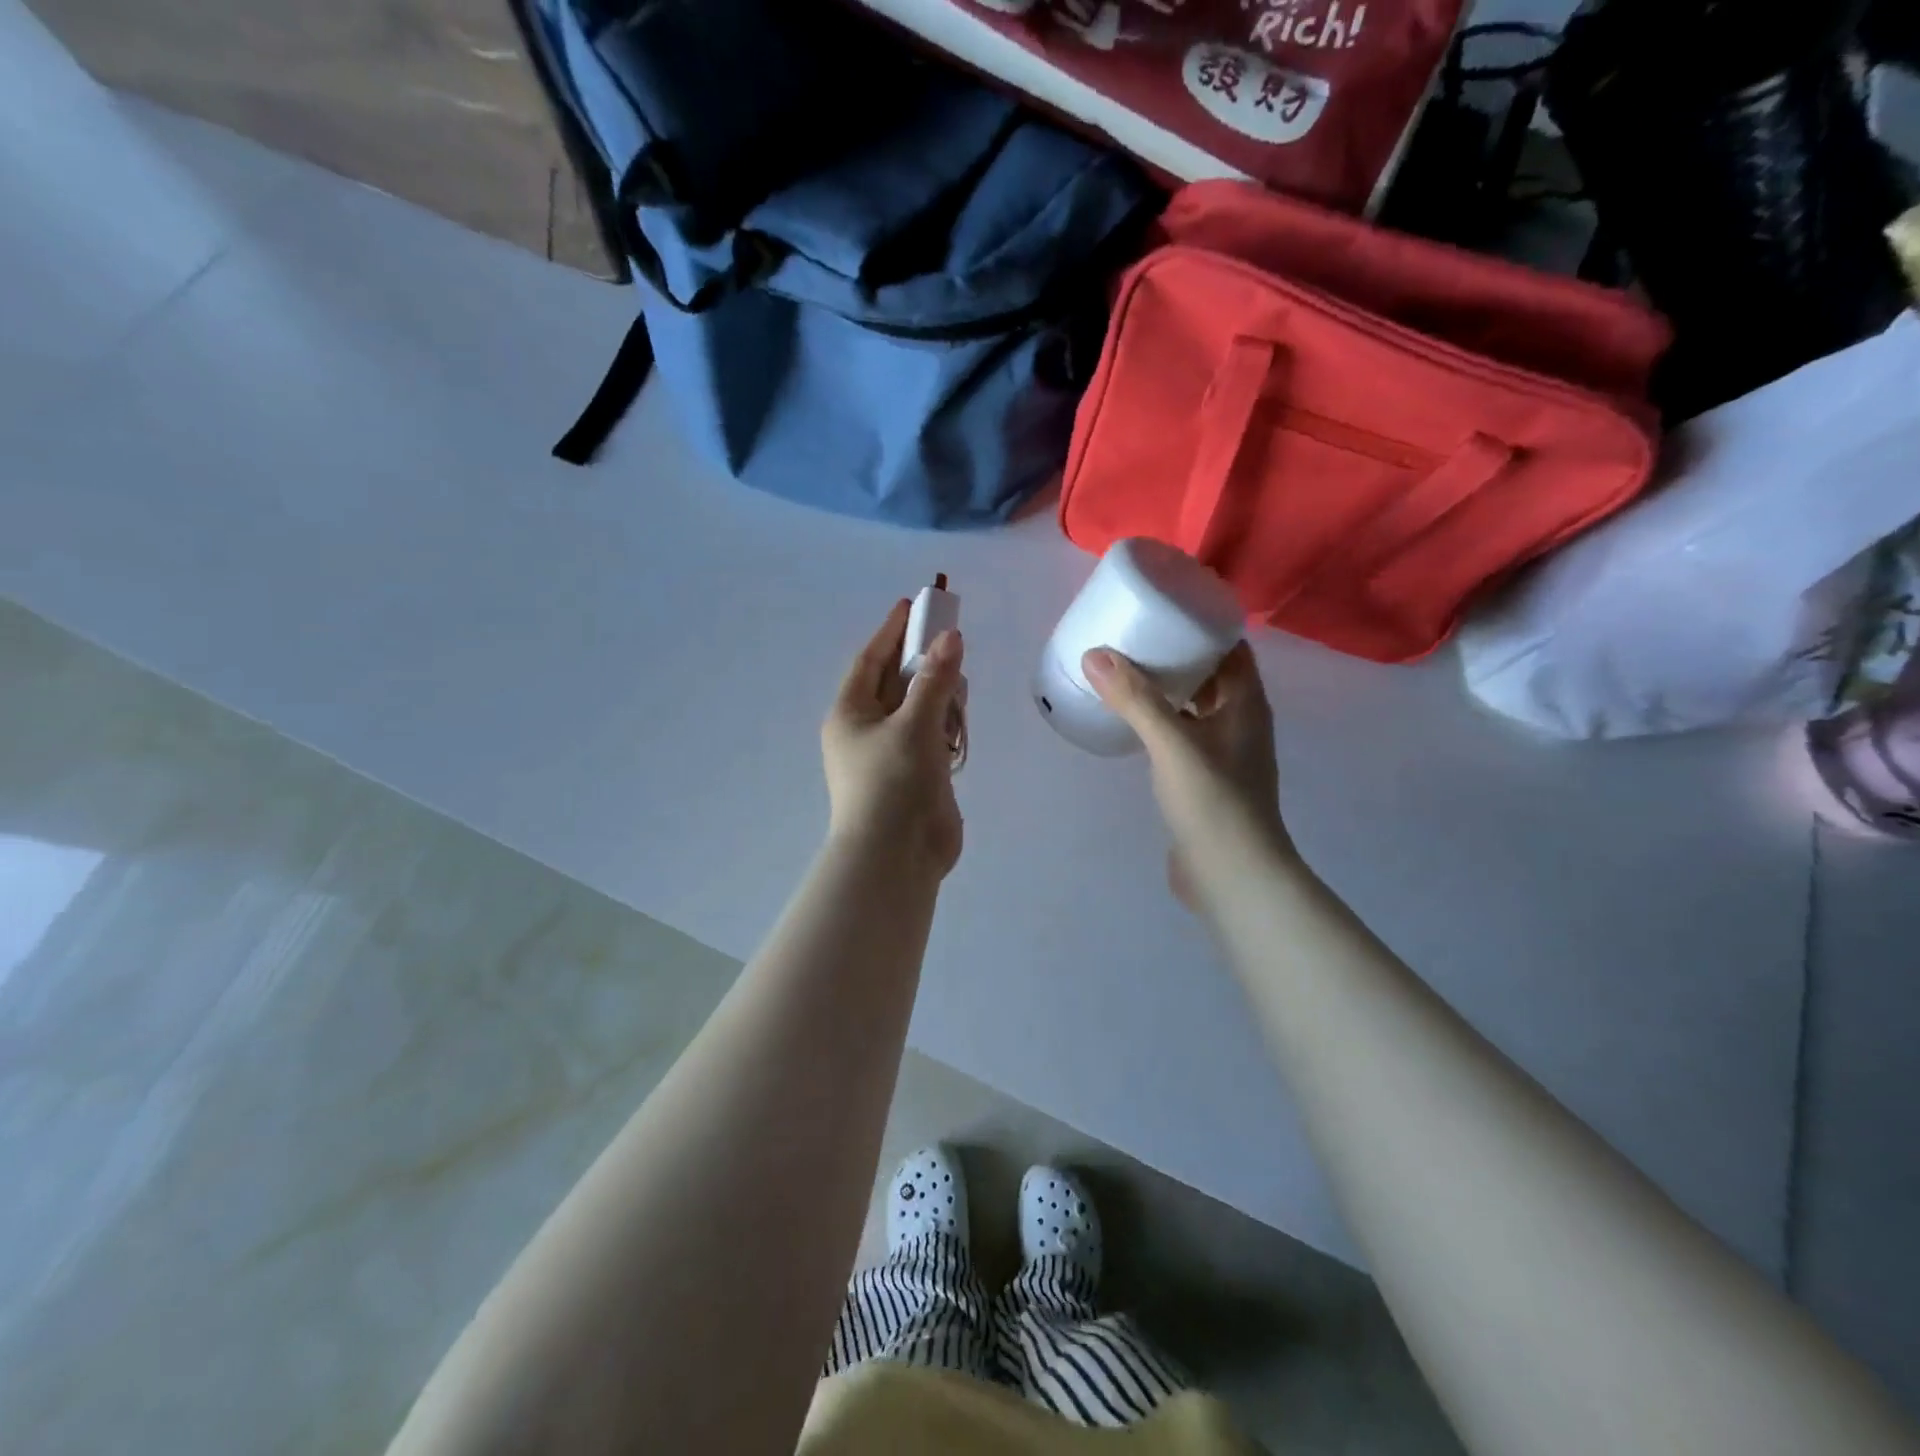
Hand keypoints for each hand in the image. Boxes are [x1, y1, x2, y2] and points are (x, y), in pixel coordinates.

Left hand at [822, 600, 964, 876]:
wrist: (897, 858)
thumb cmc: (894, 784)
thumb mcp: (914, 725)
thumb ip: (936, 680)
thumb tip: (951, 637)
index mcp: (850, 714)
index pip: (870, 661)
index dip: (891, 632)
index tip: (912, 605)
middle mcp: (866, 730)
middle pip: (896, 683)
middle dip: (923, 662)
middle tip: (952, 638)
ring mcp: (891, 755)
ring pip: (917, 710)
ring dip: (938, 696)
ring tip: (959, 685)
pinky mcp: (915, 775)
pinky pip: (931, 737)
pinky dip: (945, 726)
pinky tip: (960, 722)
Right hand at [1083, 642, 1290, 908]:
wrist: (1231, 876)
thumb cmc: (1213, 802)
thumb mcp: (1172, 744)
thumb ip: (1136, 700)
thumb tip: (1096, 654)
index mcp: (1245, 704)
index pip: (1231, 648)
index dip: (1203, 626)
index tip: (1165, 609)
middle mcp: (1239, 722)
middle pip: (1211, 675)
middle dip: (1177, 654)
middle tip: (1133, 637)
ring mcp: (1223, 754)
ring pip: (1194, 708)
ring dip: (1166, 690)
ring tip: (1124, 671)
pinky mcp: (1204, 780)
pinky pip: (1182, 736)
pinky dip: (1160, 722)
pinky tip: (1130, 723)